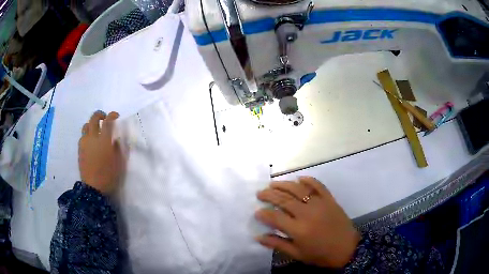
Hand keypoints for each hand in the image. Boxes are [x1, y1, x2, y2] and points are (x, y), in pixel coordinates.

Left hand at [78, 111, 123, 193]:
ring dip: (91, 124)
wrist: (93, 188)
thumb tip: (115, 139)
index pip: (108, 122)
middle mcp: (92, 138)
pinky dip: (87, 134)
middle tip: (104, 118)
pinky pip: (82, 136)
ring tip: (96, 130)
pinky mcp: (80, 149)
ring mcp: (84, 143)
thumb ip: (118, 148)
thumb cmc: (108, 176)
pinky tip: (91, 141)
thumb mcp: (119, 163)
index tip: (116, 116)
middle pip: (93, 119)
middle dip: (99, 115)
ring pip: (86, 126)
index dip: (112, 115)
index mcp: (104, 140)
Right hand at [255, 177, 360, 267]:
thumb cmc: (320, 255)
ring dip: (284, 185)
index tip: (256, 211)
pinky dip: (309, 180)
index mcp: (298, 229)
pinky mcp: (330, 200)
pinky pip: (318, 186)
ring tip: (272, 184)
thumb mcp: (297, 254)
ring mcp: (320, 204)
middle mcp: (307, 213)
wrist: (347, 249)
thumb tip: (258, 237)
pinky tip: (300, 178)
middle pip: (284, 200)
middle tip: (260, 193)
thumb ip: (278, 244)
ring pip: (298, 189)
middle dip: (269, 195)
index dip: (263, 214)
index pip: (275, 217)